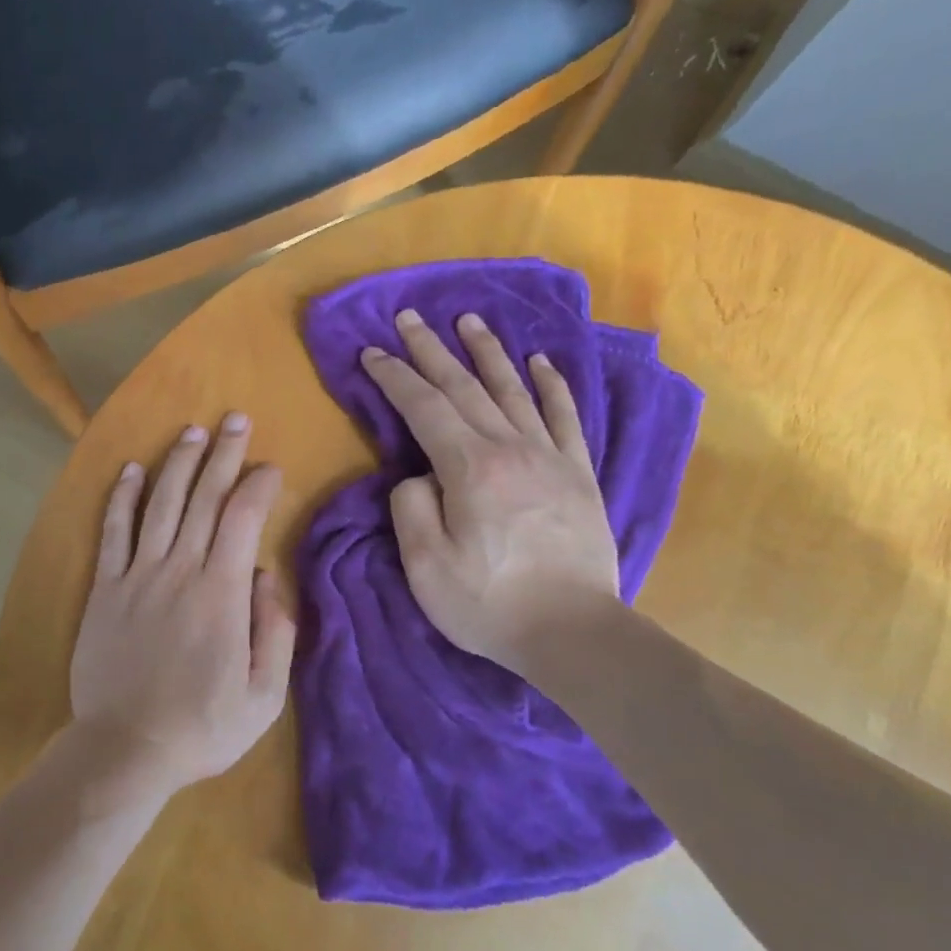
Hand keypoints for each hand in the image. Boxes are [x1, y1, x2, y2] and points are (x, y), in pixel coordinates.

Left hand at [69, 413, 296, 799]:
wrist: (126, 749)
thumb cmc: (202, 728)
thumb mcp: (264, 696)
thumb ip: (274, 632)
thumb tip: (269, 575)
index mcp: (223, 594)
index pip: (243, 518)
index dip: (258, 484)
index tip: (269, 467)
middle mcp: (180, 571)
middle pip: (204, 498)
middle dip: (222, 454)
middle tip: (235, 419)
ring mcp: (137, 576)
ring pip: (161, 504)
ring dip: (178, 463)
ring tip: (192, 432)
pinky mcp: (105, 588)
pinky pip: (114, 532)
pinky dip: (122, 497)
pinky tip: (131, 470)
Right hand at [361, 309, 618, 672]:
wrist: (571, 632)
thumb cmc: (488, 603)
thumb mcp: (425, 565)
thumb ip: (411, 508)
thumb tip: (418, 477)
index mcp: (469, 469)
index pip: (424, 407)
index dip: (395, 376)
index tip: (372, 352)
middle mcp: (510, 449)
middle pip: (464, 387)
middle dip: (431, 350)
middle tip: (409, 318)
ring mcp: (550, 458)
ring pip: (513, 390)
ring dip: (487, 353)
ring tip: (468, 321)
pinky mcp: (578, 475)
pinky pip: (564, 417)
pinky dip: (551, 385)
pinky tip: (540, 362)